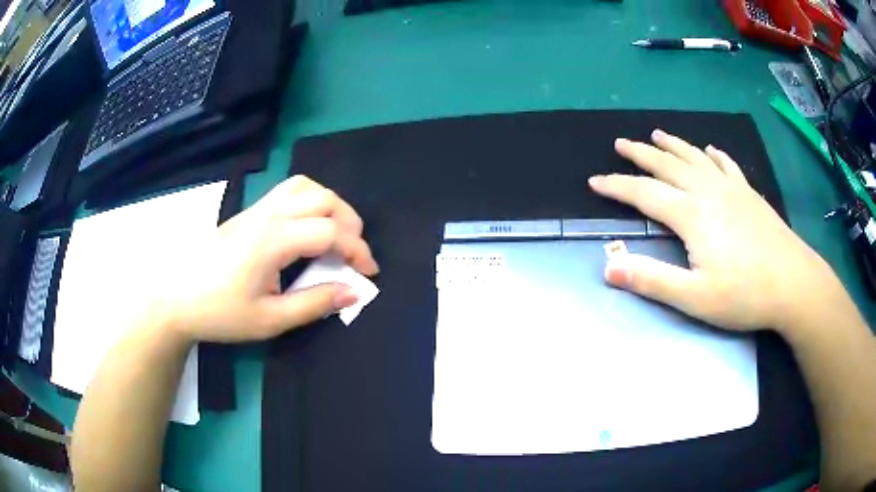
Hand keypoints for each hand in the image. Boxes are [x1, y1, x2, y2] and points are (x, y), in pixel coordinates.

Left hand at [159, 176, 378, 342]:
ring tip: (336, 234)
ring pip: (305, 186)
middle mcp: (268, 215)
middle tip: (355, 254)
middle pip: (324, 198)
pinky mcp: (248, 212)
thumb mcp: (270, 319)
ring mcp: (256, 209)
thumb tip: (354, 291)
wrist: (176, 297)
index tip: (369, 274)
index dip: (358, 250)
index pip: (330, 232)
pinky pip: (288, 190)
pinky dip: (310, 200)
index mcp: (274, 240)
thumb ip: (314, 303)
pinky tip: (307, 226)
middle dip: (350, 223)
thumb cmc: (220, 312)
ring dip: (330, 205)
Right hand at [589, 129, 841, 332]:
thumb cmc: (744, 294)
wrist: (793, 284)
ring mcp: (731, 189)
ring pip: (695, 157)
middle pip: (667, 165)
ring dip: (673, 144)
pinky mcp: (749, 194)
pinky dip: (714, 155)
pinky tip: (710, 149)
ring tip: (656, 133)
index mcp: (691, 214)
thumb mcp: (694, 297)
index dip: (617, 186)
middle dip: (640, 154)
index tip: (595, 181)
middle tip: (620, 143)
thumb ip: (652, 280)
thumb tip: (608, 267)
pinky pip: (727, 165)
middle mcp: (708, 192)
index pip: (644, 193)